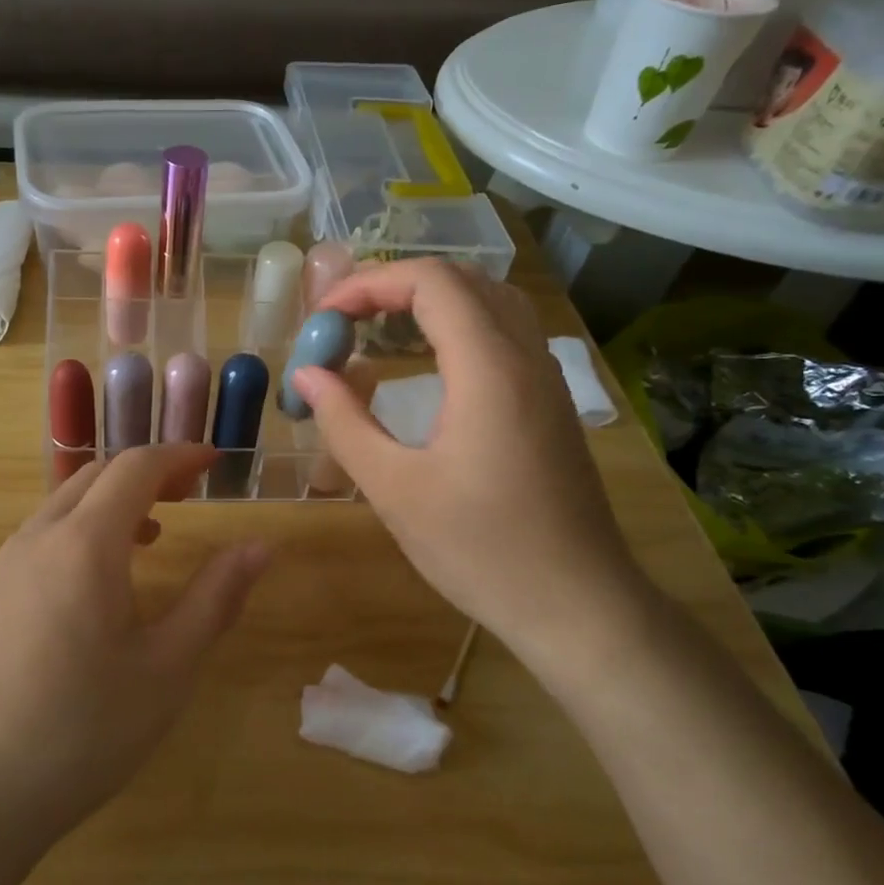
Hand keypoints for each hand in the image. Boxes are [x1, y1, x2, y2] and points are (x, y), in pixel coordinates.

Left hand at [0, 444, 269, 853]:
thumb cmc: (82, 732)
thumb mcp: (166, 668)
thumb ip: (215, 598)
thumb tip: (260, 547)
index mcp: (84, 544)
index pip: (135, 467)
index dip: (180, 456)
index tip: (216, 463)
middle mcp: (38, 537)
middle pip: (97, 475)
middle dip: (148, 473)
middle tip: (191, 494)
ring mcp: (5, 565)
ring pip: (65, 502)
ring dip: (113, 501)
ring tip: (154, 533)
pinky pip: (43, 535)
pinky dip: (83, 528)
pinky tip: (100, 579)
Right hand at [291, 259, 647, 669]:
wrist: (576, 604)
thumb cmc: (480, 549)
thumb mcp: (395, 489)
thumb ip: (345, 423)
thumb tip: (307, 375)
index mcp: (488, 368)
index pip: (431, 281)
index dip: (368, 283)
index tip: (324, 319)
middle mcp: (524, 356)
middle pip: (461, 280)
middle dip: (393, 286)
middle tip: (343, 322)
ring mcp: (545, 378)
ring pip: (488, 302)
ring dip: (428, 301)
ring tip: (377, 331)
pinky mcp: (549, 403)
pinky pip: (503, 333)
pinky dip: (456, 326)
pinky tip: (426, 365)